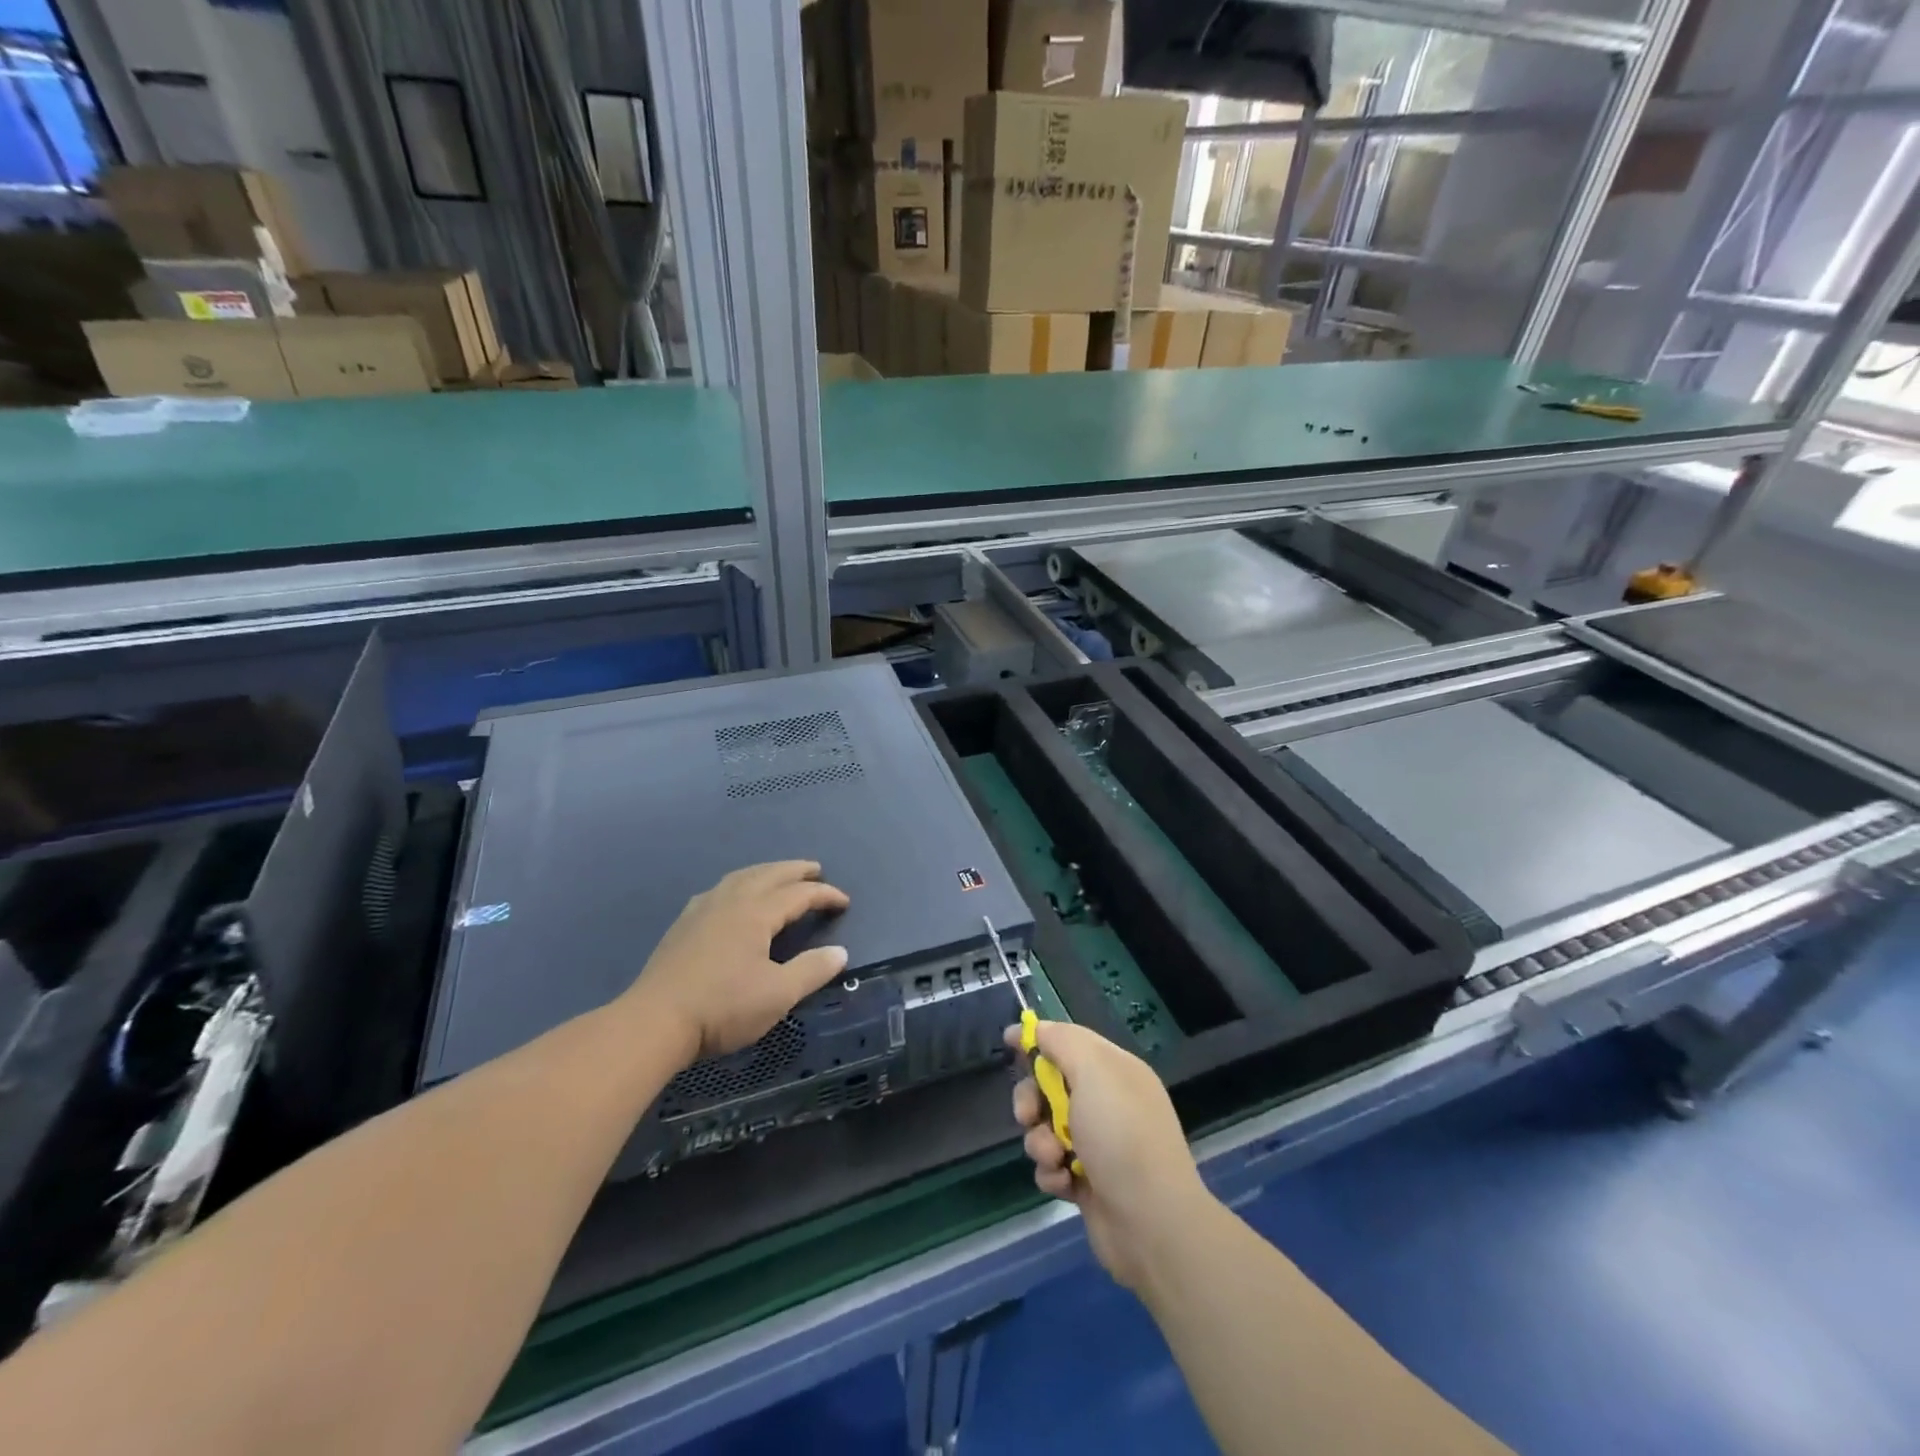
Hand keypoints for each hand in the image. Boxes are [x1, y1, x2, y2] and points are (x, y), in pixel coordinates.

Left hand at [622, 861, 849, 1066]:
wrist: (654, 1022)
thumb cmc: (722, 1008)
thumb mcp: (778, 995)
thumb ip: (812, 970)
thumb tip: (840, 952)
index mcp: (756, 913)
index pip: (799, 894)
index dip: (825, 894)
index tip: (844, 902)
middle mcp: (730, 901)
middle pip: (769, 874)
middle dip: (795, 870)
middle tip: (815, 869)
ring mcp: (702, 910)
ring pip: (741, 877)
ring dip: (766, 871)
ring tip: (779, 876)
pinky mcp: (683, 924)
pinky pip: (720, 889)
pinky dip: (739, 884)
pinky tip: (734, 897)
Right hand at [1009, 1020, 1214, 1291]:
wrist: (1152, 1224)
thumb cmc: (1121, 1136)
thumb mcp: (1093, 1072)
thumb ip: (1063, 1042)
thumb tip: (1040, 1029)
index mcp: (1115, 1071)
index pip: (1070, 1041)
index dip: (1039, 1038)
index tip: (1009, 1041)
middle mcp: (1108, 1103)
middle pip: (1051, 1085)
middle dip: (1031, 1098)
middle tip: (1027, 1115)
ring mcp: (1098, 1145)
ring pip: (1046, 1128)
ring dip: (1040, 1141)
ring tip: (1054, 1158)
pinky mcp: (1088, 1182)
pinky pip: (1053, 1166)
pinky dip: (1052, 1173)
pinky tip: (1065, 1183)